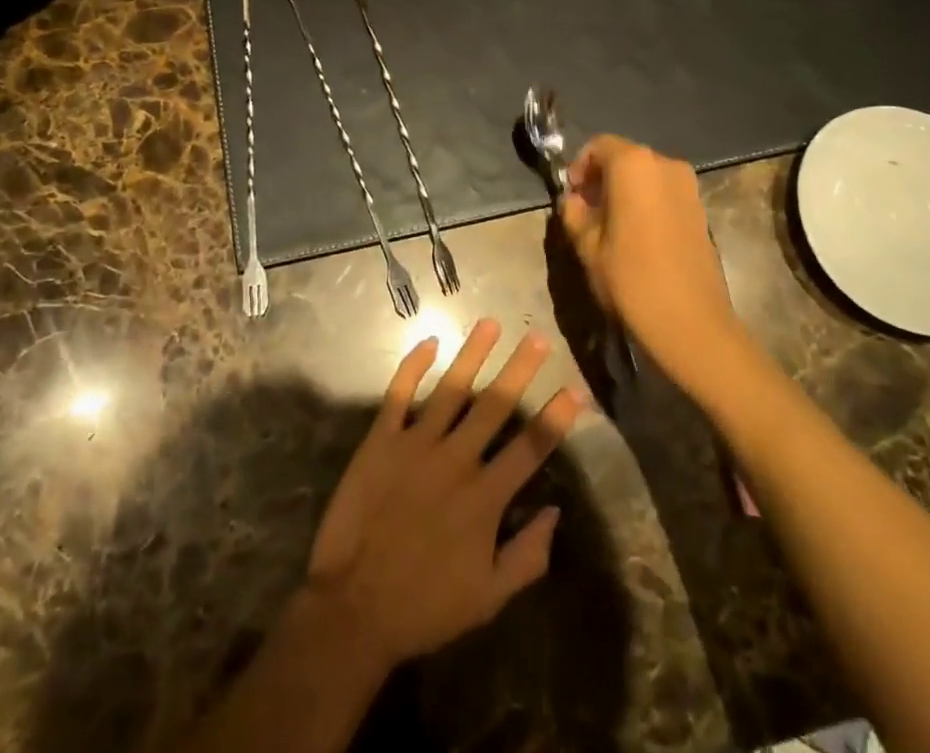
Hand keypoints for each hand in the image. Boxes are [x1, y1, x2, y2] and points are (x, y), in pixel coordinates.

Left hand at [305, 319, 587, 671]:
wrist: (354, 607)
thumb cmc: (425, 606)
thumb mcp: (488, 598)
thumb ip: (527, 556)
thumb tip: (555, 511)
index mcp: (484, 498)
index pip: (530, 447)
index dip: (556, 417)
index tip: (576, 388)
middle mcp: (455, 460)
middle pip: (495, 406)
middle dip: (520, 369)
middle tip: (539, 337)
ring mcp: (415, 445)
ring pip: (451, 389)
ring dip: (473, 354)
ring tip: (491, 323)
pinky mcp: (380, 441)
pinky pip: (398, 394)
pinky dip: (413, 366)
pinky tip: (429, 342)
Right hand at [557, 134, 747, 392]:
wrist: (691, 324)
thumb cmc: (631, 279)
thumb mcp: (587, 246)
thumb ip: (574, 214)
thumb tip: (574, 201)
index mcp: (634, 165)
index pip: (599, 146)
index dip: (579, 166)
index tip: (571, 195)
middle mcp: (665, 165)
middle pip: (625, 158)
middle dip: (602, 178)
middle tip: (586, 211)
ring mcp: (688, 187)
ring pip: (646, 176)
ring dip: (624, 191)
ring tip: (610, 226)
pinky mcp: (701, 210)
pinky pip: (664, 193)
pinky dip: (646, 203)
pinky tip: (636, 237)